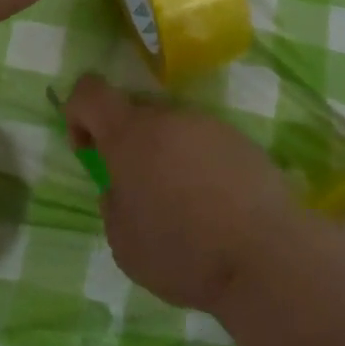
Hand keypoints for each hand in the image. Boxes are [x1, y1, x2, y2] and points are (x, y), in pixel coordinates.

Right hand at [65, 74, 314, 313]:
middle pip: (134, 113)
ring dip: (166, 157)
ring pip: (172, 129)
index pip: (90, 90)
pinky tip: (215, 207)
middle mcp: (168, 117)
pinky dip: (199, 165)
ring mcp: (207, 124)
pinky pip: (204, 143)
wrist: (266, 254)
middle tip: (141, 192)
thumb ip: (112, 203)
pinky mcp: (239, 139)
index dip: (78, 112)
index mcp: (130, 135)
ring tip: (184, 207)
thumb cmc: (184, 251)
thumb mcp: (124, 242)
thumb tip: (121, 187)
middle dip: (128, 145)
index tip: (89, 150)